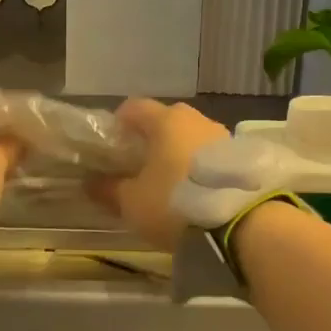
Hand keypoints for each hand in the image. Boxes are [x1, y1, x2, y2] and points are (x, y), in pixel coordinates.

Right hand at [89, 97, 229, 249]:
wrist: (240, 222)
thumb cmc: (175, 203)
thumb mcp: (132, 202)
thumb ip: (108, 189)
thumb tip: (89, 183)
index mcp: (165, 120)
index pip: (133, 107)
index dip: (118, 123)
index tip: (111, 146)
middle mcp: (195, 118)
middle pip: (165, 120)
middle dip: (151, 138)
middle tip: (140, 165)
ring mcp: (223, 135)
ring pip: (191, 136)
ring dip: (178, 152)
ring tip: (170, 181)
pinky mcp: (242, 156)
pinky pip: (211, 154)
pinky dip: (200, 165)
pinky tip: (196, 189)